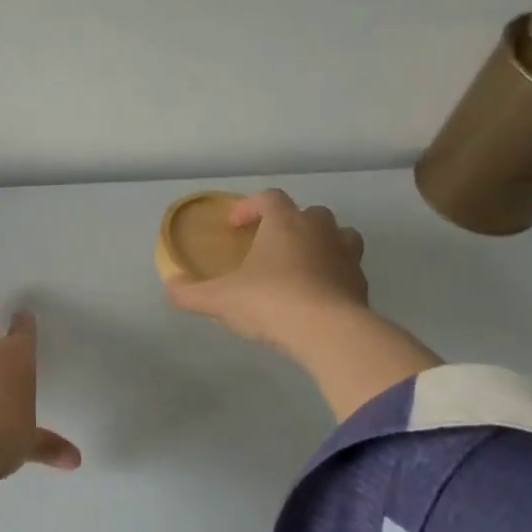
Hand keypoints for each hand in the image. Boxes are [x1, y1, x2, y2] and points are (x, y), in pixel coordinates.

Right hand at [165, 190, 368, 354]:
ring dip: (321, 244)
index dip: (250, 207)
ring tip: (301, 267)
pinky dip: (334, 277)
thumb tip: (170, 286)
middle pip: (309, 214)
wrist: (328, 332)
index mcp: (284, 223)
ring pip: (340, 236)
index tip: (235, 226)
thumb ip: (190, 293)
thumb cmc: (269, 302)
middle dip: (290, 224)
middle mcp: (319, 231)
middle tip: (270, 247)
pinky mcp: (362, 285)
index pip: (269, 198)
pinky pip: (348, 271)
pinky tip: (317, 298)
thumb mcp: (219, 300)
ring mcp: (346, 256)